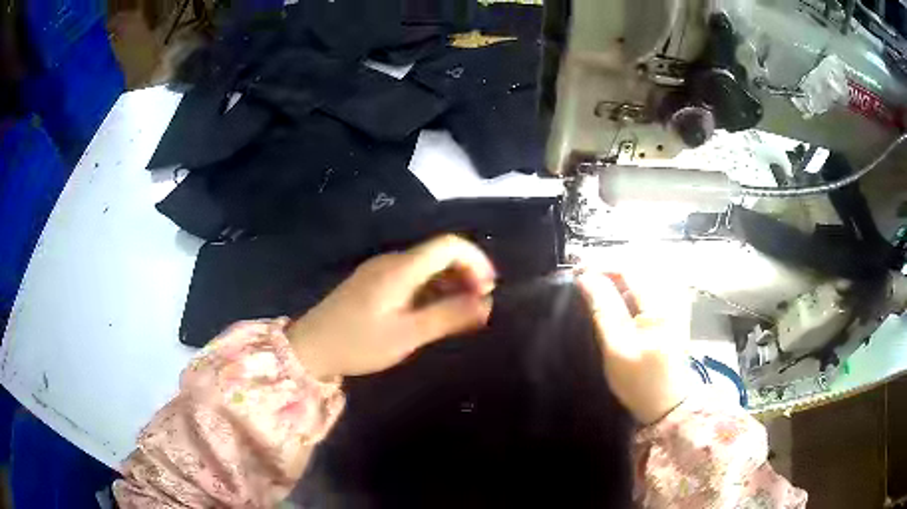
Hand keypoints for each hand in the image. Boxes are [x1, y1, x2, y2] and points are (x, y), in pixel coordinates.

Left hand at [288, 235, 495, 378]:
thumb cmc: (359, 343)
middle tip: (480, 306)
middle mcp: (392, 261)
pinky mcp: (374, 282)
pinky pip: (412, 277)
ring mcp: (381, 270)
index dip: (476, 261)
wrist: (310, 347)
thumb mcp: (407, 335)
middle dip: (466, 274)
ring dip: (450, 284)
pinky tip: (435, 312)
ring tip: (463, 313)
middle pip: (440, 253)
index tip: (489, 290)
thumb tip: (486, 304)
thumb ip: (448, 317)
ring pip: (427, 266)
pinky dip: (432, 290)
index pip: (449, 245)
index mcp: (401, 268)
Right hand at [577, 270, 691, 424]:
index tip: (576, 271)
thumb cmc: (639, 380)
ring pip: (642, 274)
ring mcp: (674, 302)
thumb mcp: (616, 347)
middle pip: (636, 265)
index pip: (628, 268)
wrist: (666, 403)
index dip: (600, 264)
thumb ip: (603, 308)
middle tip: (583, 276)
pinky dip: (628, 285)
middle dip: (608, 267)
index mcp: (659, 304)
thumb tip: (585, 277)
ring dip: (617, 275)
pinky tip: (617, 295)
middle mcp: (670, 295)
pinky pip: (648, 285)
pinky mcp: (672, 310)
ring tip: (596, 284)